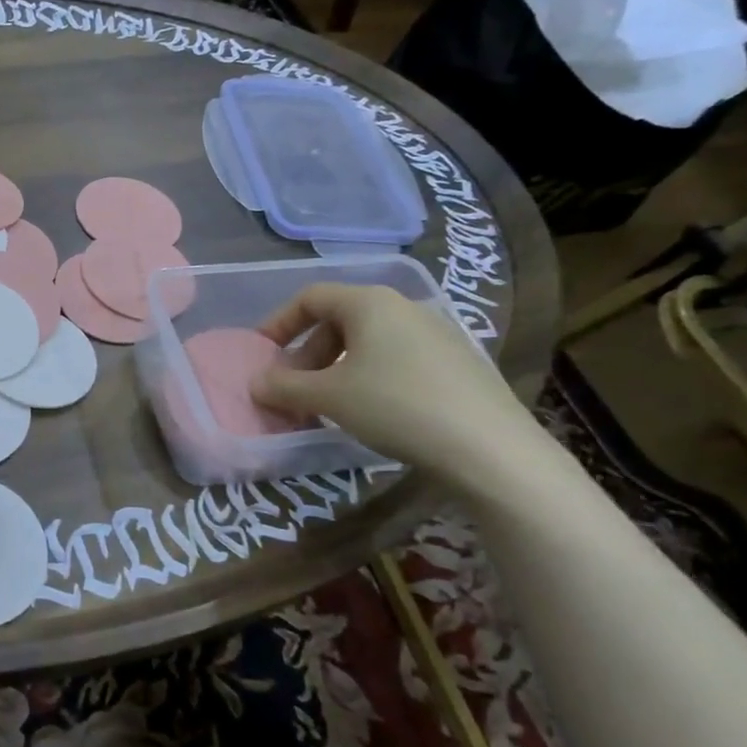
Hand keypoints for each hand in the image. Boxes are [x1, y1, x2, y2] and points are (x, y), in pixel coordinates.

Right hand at [251, 283, 540, 480]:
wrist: (490, 449)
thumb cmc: (395, 405)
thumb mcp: (327, 397)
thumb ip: (284, 386)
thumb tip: (256, 383)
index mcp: (369, 302)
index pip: (310, 297)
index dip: (279, 323)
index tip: (263, 355)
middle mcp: (404, 307)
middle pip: (339, 320)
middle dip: (307, 354)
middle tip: (294, 389)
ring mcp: (436, 334)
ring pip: (369, 342)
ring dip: (336, 369)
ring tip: (328, 404)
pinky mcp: (458, 363)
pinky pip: (398, 359)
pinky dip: (370, 377)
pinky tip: (372, 412)